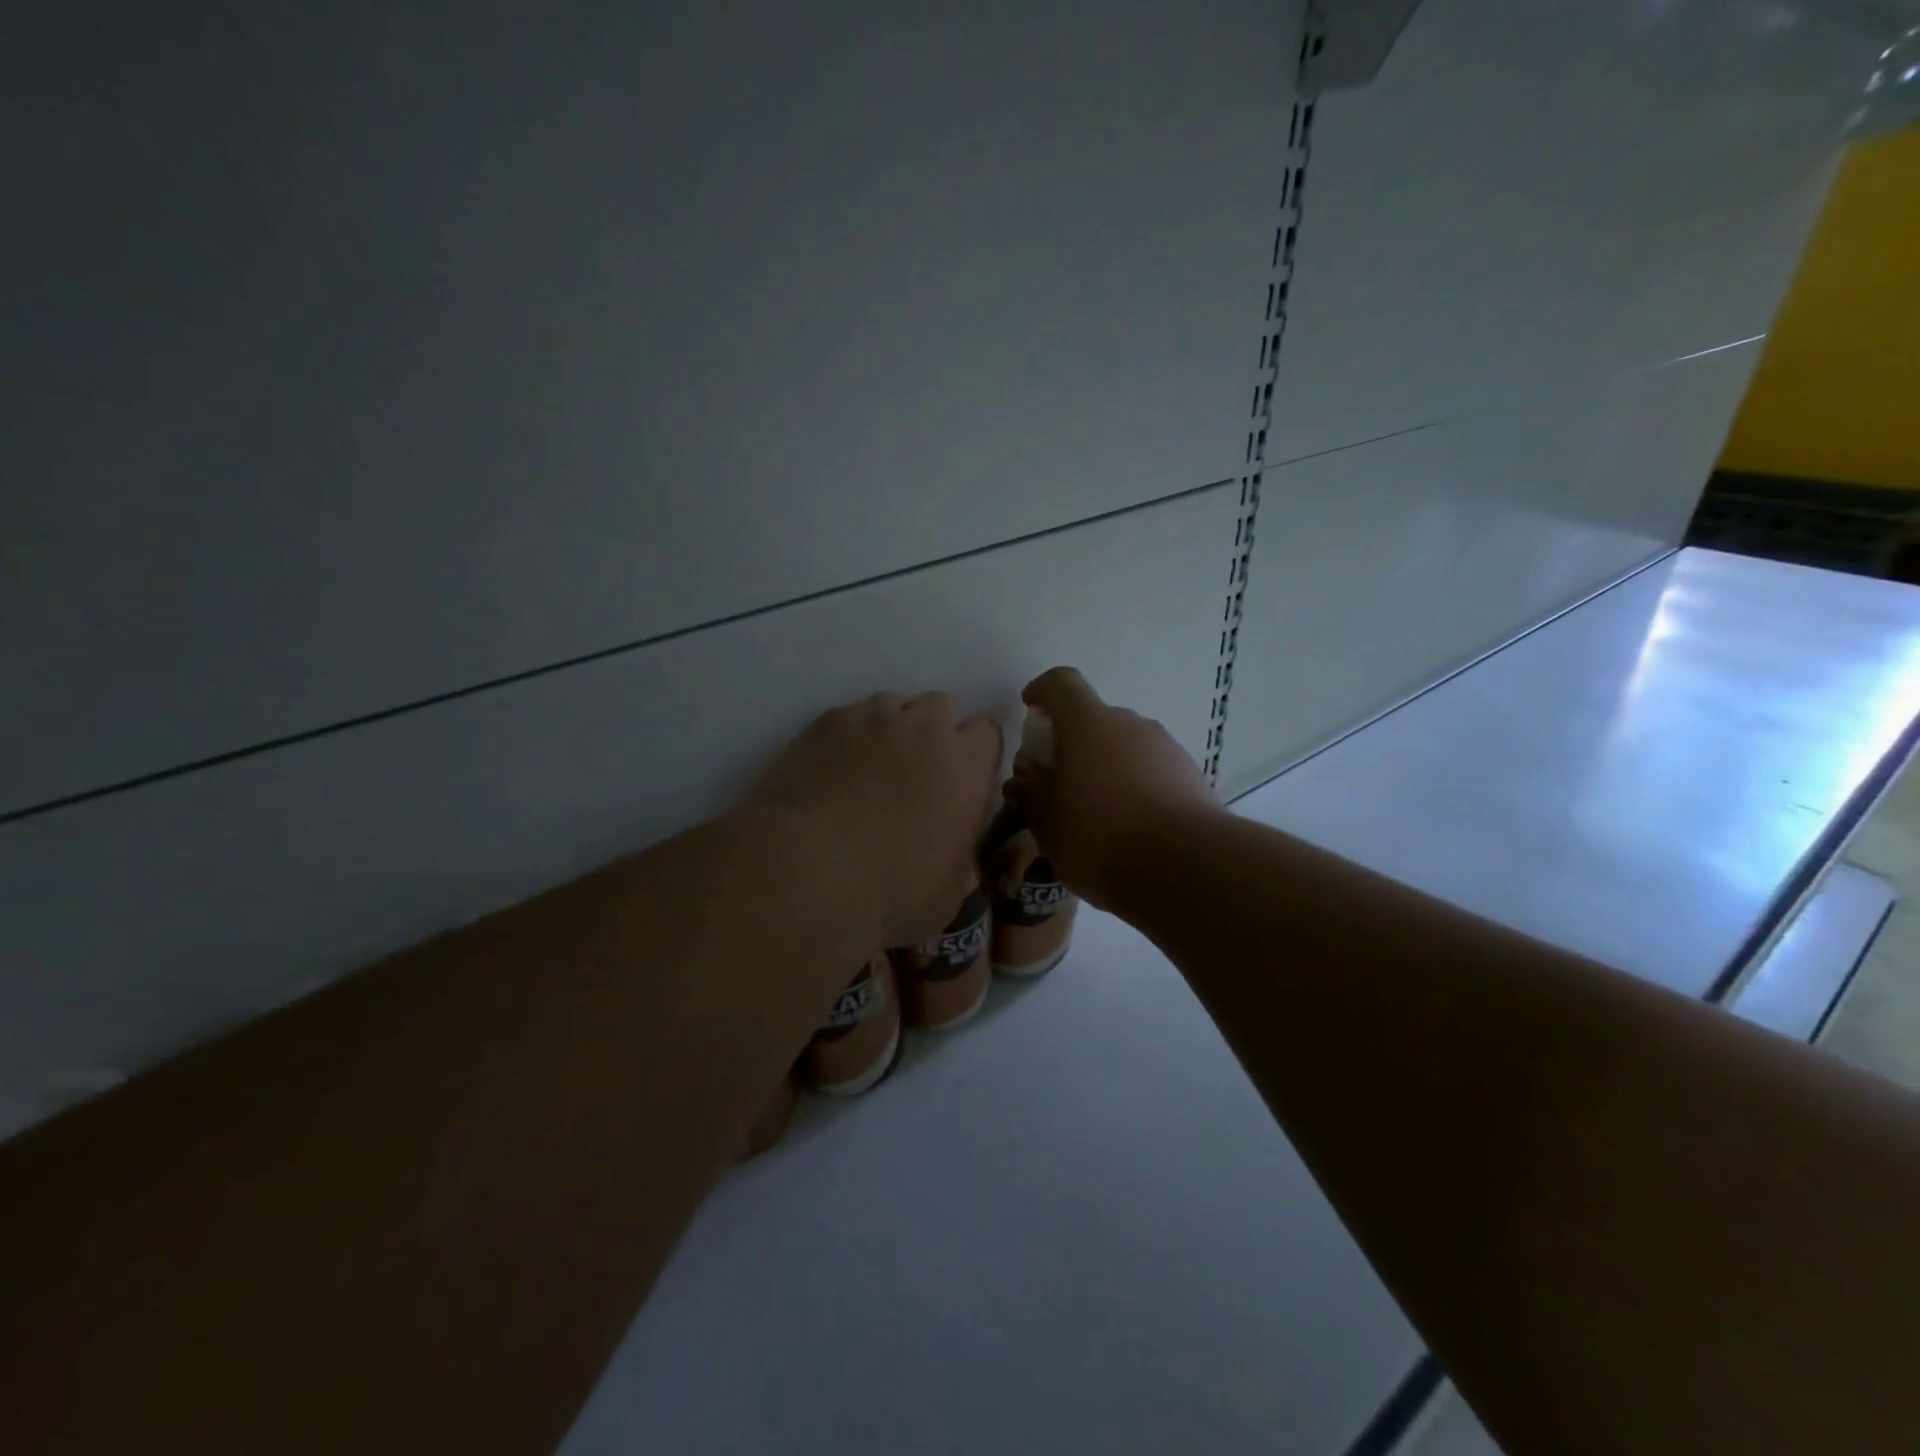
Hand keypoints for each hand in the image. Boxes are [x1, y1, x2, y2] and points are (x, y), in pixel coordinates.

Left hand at [743, 692, 1002, 948]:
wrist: (803, 873)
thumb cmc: (889, 893)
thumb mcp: (948, 893)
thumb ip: (960, 855)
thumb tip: (951, 848)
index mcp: (966, 766)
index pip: (988, 732)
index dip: (975, 755)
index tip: (962, 782)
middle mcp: (924, 729)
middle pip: (942, 707)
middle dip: (936, 732)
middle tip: (918, 773)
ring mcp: (871, 718)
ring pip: (894, 705)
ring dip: (892, 729)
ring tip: (871, 769)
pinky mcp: (825, 723)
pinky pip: (849, 716)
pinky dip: (849, 736)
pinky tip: (833, 771)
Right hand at [1009, 667, 1222, 908]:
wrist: (1187, 867)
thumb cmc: (1101, 839)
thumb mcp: (1049, 827)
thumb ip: (1032, 798)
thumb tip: (1022, 782)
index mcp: (1088, 725)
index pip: (1062, 684)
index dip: (1043, 691)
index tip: (1031, 708)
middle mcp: (1130, 725)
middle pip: (1095, 719)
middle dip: (1074, 743)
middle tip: (1060, 783)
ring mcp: (1166, 748)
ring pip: (1126, 746)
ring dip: (1107, 767)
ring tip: (1097, 814)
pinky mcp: (1192, 775)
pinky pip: (1153, 770)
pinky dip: (1136, 786)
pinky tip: (1131, 827)